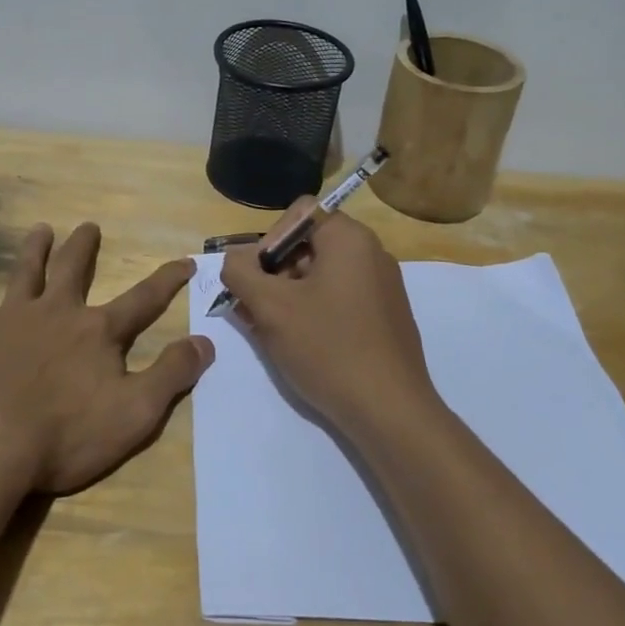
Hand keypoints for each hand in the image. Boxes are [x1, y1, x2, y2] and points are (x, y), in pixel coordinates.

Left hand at [0, 222, 213, 493]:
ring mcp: (12, 319)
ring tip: (41, 229)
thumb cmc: (65, 435)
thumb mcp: (135, 413)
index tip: (185, 260)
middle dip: (85, 247)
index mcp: (97, 332)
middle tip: (90, 225)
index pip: (143, 299)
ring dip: (35, 249)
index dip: (167, 280)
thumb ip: (172, 375)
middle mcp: (57, 313)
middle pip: (74, 270)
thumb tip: (206, 341)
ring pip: (27, 272)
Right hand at [219, 200, 438, 436]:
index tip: (256, 277)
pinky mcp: (386, 317)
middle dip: (274, 272)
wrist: (390, 411)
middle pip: (309, 245)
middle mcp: (372, 254)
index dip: (269, 239)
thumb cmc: (327, 347)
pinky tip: (299, 345)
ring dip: (289, 295)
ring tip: (270, 331)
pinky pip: (340, 299)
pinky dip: (314, 312)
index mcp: (350, 239)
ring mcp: (383, 287)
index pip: (299, 213)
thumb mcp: (270, 307)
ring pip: (322, 276)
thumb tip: (234, 257)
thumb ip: (241, 272)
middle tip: (254, 308)